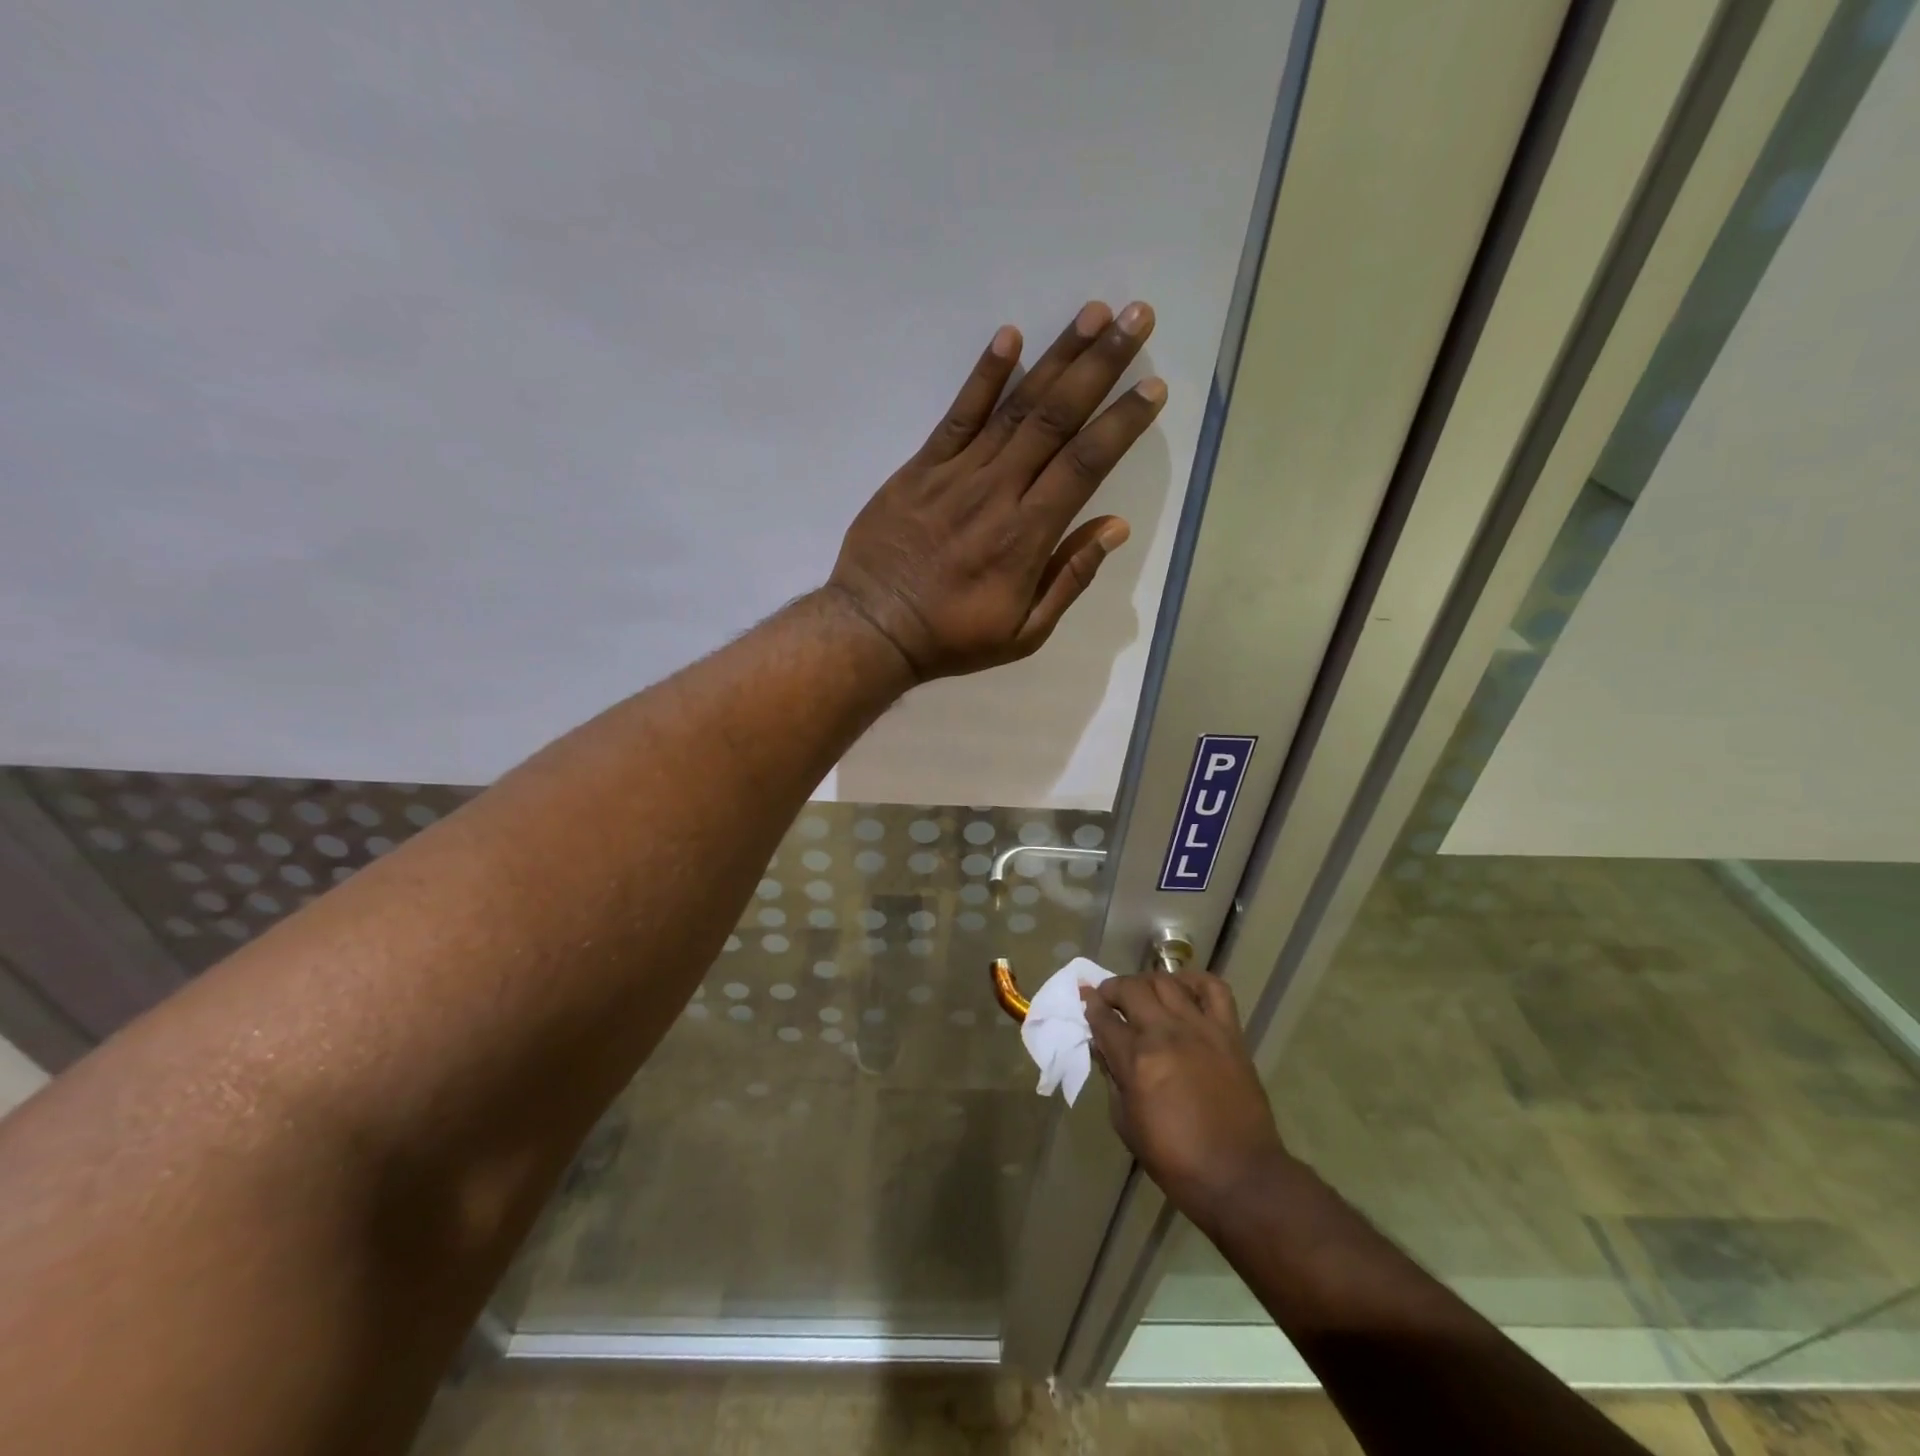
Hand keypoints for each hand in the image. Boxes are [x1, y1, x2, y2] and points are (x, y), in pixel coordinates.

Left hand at [826, 301, 1164, 679]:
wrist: (874, 629)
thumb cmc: (953, 637)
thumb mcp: (1024, 632)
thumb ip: (1070, 578)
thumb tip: (1115, 527)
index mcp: (1028, 536)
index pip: (1085, 464)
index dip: (1122, 423)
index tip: (1154, 388)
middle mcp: (998, 493)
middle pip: (1057, 419)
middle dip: (1101, 365)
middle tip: (1135, 317)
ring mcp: (956, 475)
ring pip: (1015, 407)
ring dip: (1057, 357)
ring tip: (1093, 313)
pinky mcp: (920, 468)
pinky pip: (957, 415)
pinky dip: (983, 376)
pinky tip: (1009, 337)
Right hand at [1083, 970, 1288, 1236]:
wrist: (1240, 1177)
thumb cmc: (1176, 1160)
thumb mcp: (1127, 1125)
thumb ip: (1113, 1079)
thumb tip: (1105, 1049)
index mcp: (1136, 1060)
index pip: (1103, 1018)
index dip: (1090, 1006)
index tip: (1085, 999)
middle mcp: (1165, 1034)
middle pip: (1131, 989)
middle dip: (1113, 989)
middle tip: (1109, 999)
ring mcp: (1200, 1028)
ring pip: (1166, 982)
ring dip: (1147, 983)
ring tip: (1144, 994)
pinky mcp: (1229, 1033)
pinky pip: (1214, 989)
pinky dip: (1195, 981)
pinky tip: (1183, 990)